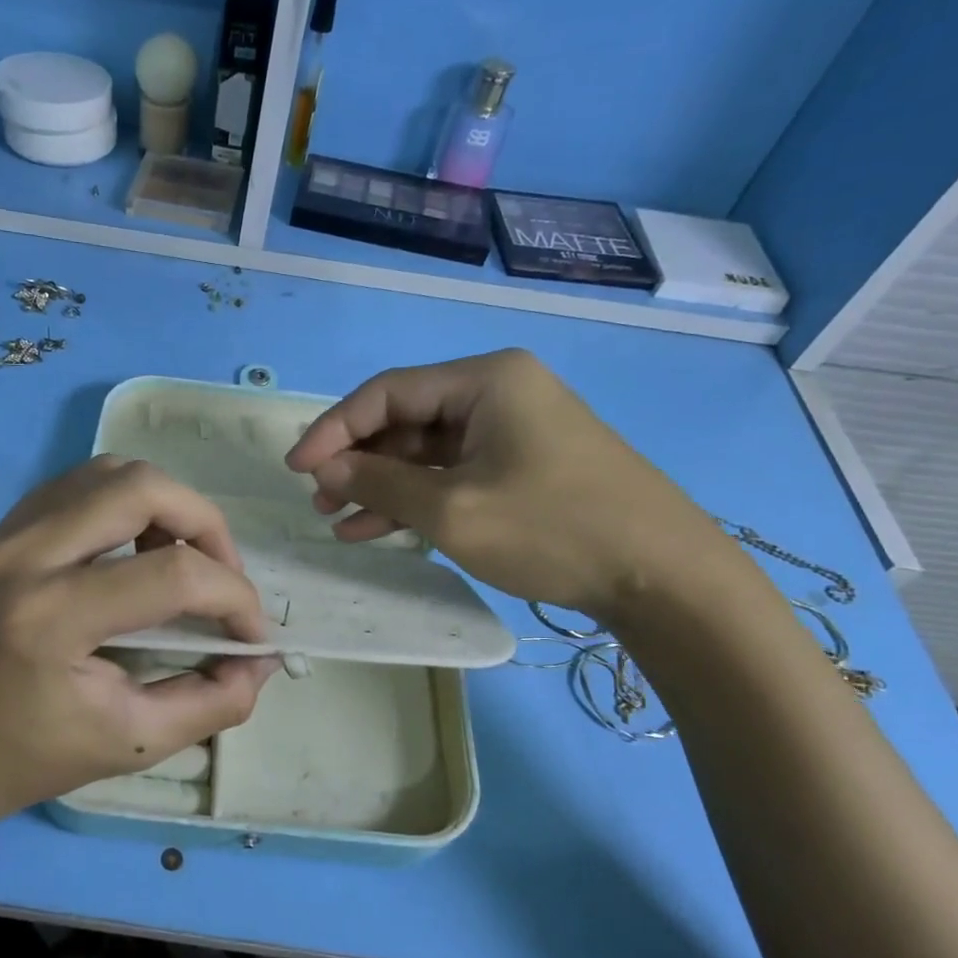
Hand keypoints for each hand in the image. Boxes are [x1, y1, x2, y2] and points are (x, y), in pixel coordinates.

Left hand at [0, 456, 279, 836]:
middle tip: (221, 575)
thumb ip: (212, 702)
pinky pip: (78, 485)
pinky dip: (124, 503)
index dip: (233, 597)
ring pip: (109, 472)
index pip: (172, 574)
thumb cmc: (31, 757)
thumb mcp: (134, 745)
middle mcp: (23, 555)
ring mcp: (5, 533)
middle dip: (205, 524)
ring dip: (164, 505)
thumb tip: (260, 659)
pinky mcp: (1, 530)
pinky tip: (133, 549)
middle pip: (141, 487)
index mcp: (51, 619)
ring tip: (179, 558)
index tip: (250, 633)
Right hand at [285, 350, 729, 621]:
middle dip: (358, 461)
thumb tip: (326, 468)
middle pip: (405, 419)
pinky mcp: (520, 467)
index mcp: (485, 380)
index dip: (334, 428)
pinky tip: (376, 530)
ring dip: (381, 485)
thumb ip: (380, 483)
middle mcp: (497, 393)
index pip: (387, 392)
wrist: (662, 576)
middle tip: (320, 500)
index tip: (296, 468)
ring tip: (338, 521)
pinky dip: (415, 500)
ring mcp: (511, 431)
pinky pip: (451, 474)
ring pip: (424, 451)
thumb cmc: (553, 528)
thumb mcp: (452, 509)